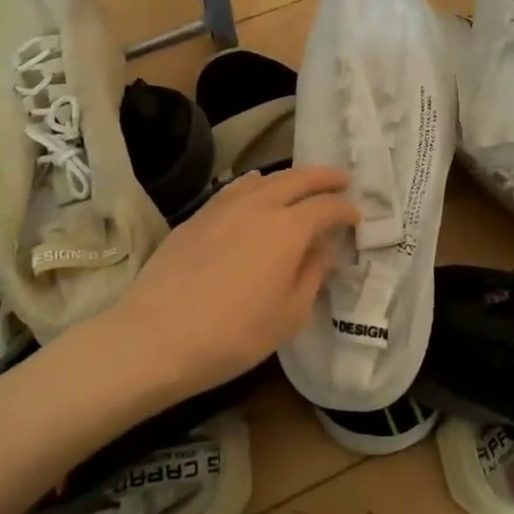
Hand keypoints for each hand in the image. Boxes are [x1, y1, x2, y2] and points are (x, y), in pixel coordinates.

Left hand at [110, 166, 359, 400]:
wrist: (156, 336)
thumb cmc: (233, 335)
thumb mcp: (289, 315)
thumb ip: (312, 275)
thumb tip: (323, 250)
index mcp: (288, 228)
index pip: (327, 207)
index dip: (346, 209)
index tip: (356, 217)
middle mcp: (259, 205)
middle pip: (298, 178)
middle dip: (323, 177)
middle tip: (341, 180)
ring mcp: (224, 206)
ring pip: (265, 178)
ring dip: (289, 177)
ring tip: (300, 185)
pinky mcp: (197, 216)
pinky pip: (236, 188)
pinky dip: (255, 184)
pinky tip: (254, 191)